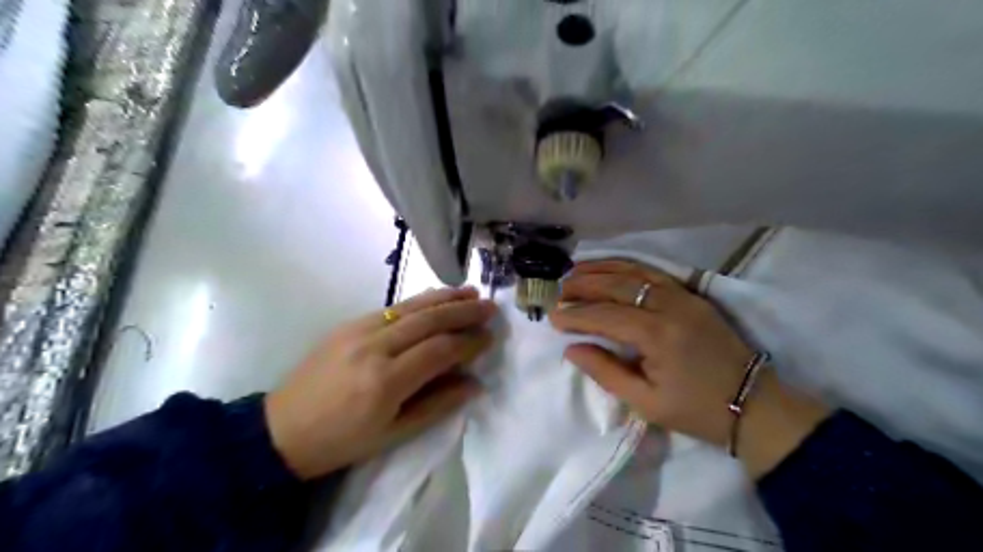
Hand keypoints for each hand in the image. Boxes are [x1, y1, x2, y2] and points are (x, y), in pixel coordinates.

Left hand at [264, 287, 499, 479]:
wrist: (282, 429)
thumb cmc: (342, 441)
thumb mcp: (394, 435)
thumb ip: (438, 405)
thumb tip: (475, 383)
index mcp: (386, 381)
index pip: (440, 350)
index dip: (469, 342)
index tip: (490, 338)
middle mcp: (374, 347)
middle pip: (429, 320)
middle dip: (464, 311)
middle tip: (490, 307)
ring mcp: (359, 329)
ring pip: (412, 306)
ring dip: (445, 297)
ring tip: (471, 292)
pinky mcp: (349, 323)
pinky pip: (393, 306)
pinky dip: (420, 300)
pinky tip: (437, 297)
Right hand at [549, 261, 822, 475]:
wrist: (754, 404)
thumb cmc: (696, 410)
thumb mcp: (646, 403)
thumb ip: (605, 372)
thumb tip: (571, 348)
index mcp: (657, 335)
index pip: (605, 316)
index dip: (575, 315)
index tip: (552, 316)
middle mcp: (669, 306)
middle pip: (617, 286)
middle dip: (583, 285)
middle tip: (558, 290)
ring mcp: (684, 296)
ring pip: (635, 272)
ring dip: (602, 269)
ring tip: (575, 270)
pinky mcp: (693, 294)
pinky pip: (654, 272)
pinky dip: (627, 266)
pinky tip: (610, 268)